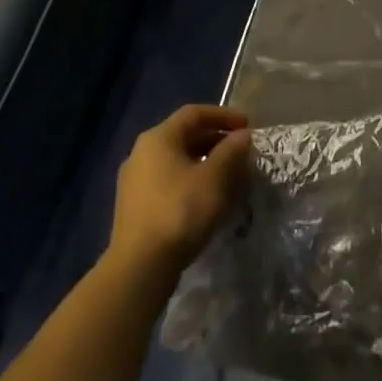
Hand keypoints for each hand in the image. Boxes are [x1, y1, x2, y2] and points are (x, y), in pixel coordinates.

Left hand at [109, 106, 253, 275]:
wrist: (140, 266)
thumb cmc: (181, 211)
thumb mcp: (215, 178)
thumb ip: (231, 151)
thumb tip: (242, 136)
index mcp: (158, 138)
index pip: (194, 114)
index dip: (223, 116)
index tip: (247, 127)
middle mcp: (141, 153)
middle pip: (184, 136)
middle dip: (216, 140)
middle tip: (241, 152)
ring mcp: (134, 181)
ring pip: (177, 161)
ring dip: (205, 162)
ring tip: (229, 176)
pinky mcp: (135, 206)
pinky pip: (168, 181)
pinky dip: (191, 181)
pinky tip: (207, 198)